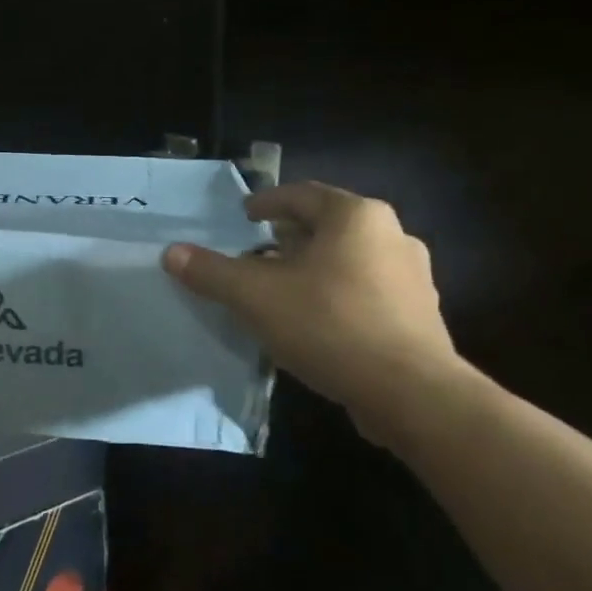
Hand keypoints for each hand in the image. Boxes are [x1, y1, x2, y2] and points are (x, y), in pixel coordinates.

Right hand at [161, 182, 459, 445]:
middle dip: (289, 237)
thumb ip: (212, 271)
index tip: (245, 216)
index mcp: (355, 217)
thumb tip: (171, 253)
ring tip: (282, 288)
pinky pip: (367, 291)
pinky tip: (314, 321)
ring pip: (349, 260)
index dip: (267, 203)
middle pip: (328, 226)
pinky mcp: (420, 316)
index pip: (302, 195)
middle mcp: (392, 236)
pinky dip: (336, 295)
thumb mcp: (255, 296)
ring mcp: (413, 277)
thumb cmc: (329, 324)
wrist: (412, 395)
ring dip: (313, 267)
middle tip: (257, 252)